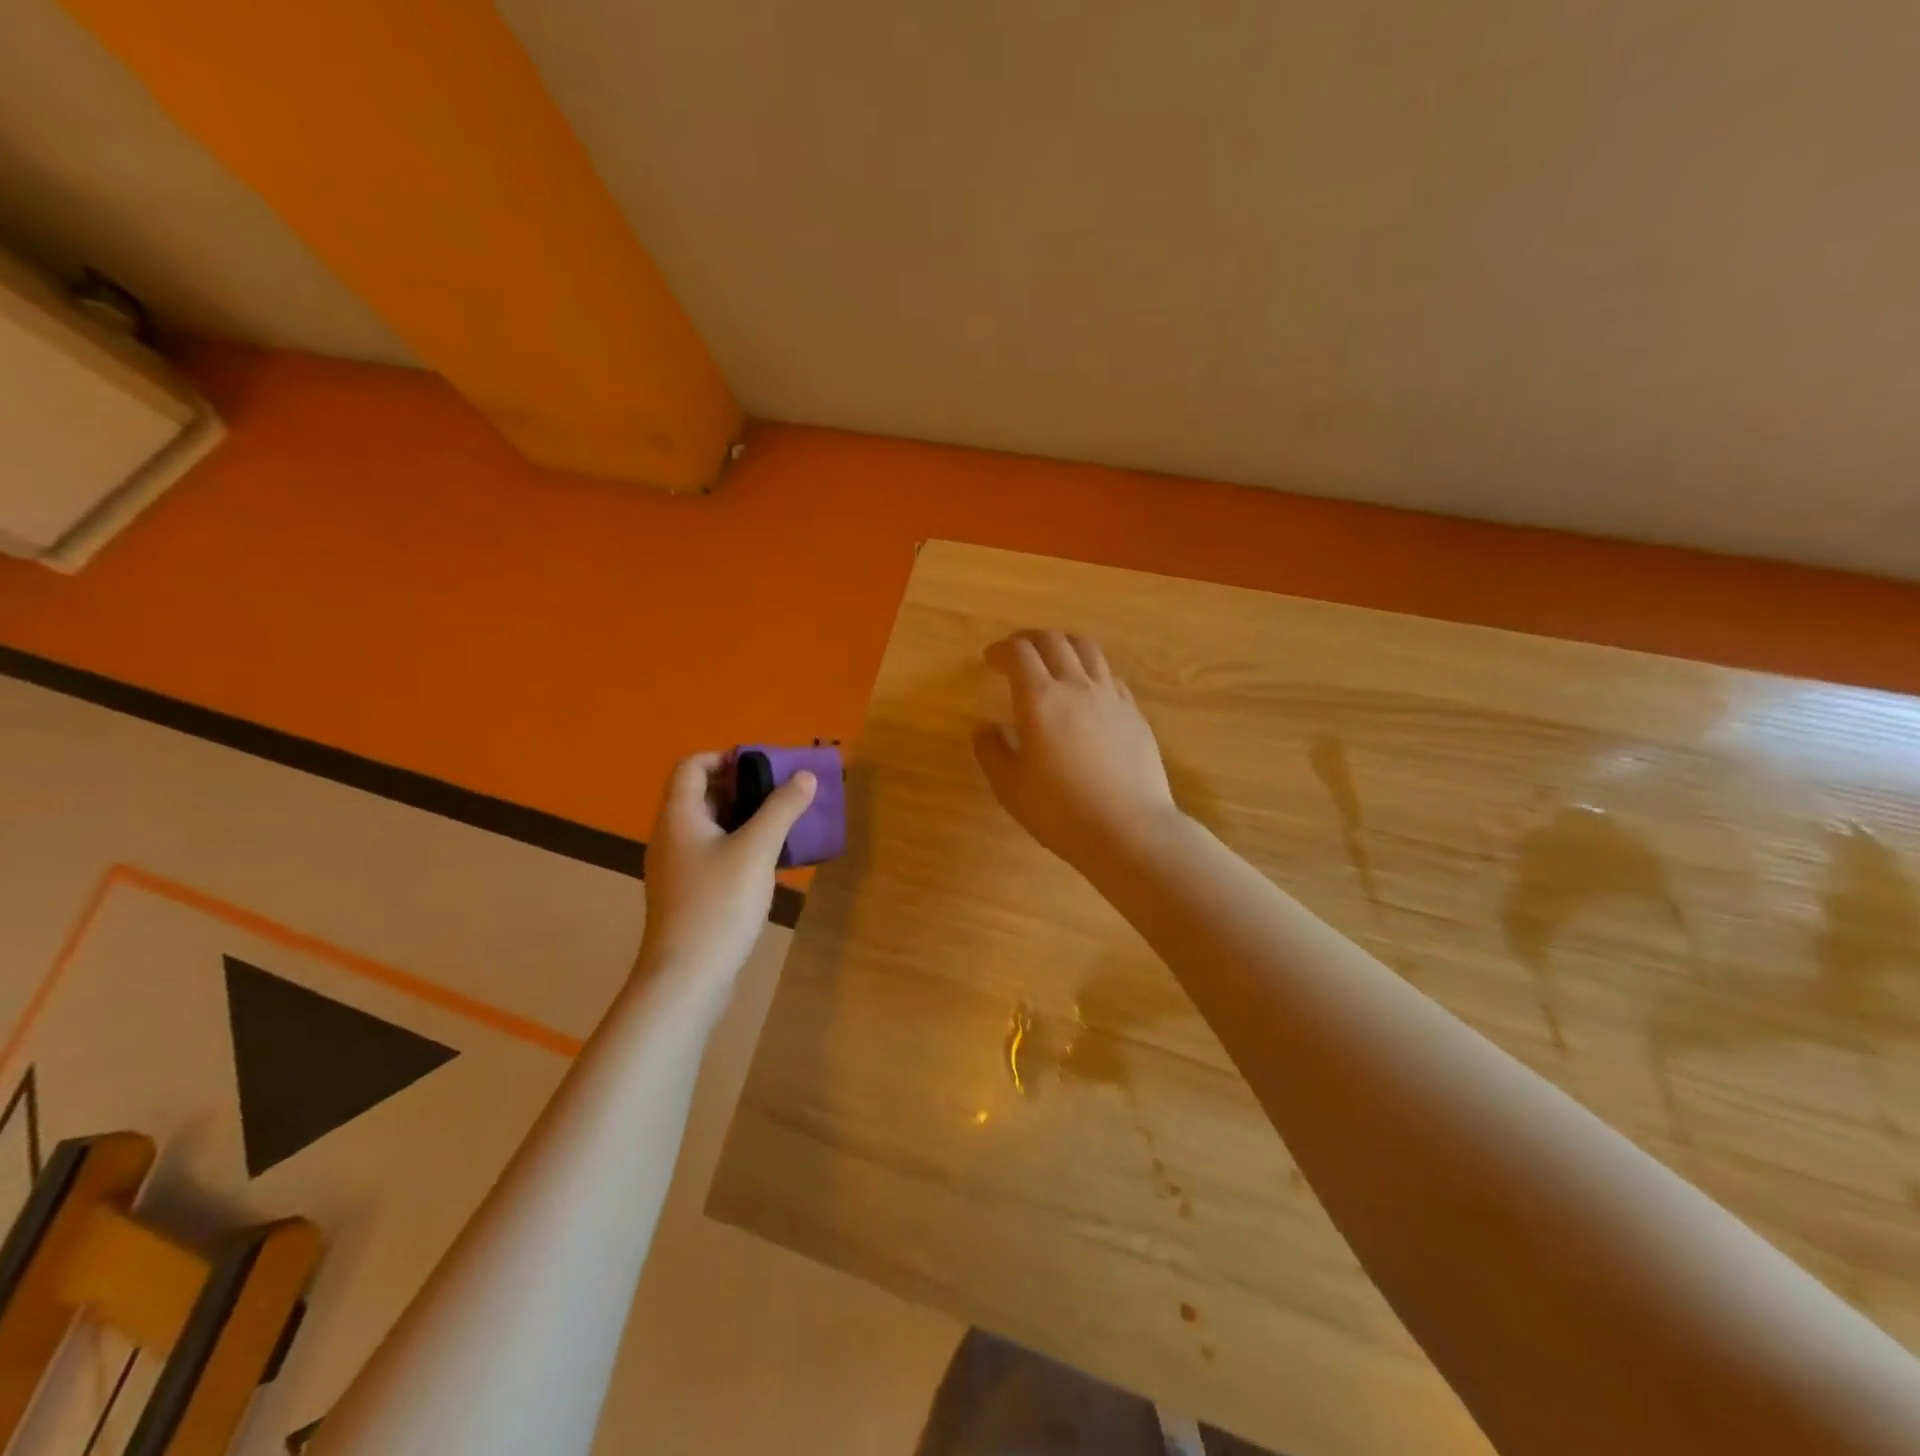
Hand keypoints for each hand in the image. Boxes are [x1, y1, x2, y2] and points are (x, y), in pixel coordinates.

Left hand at [637, 752, 815, 993]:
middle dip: (743, 787)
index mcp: (679, 816)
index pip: (692, 766)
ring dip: (745, 817)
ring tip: (783, 822)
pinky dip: (740, 845)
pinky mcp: (689, 894)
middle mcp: (671, 836)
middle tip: (782, 792)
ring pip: (710, 827)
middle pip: (702, 794)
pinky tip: (769, 861)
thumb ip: (782, 809)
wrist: (687, 977)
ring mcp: (677, 868)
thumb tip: (805, 776)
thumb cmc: (718, 904)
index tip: (764, 767)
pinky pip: (714, 853)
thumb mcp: (757, 850)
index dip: (725, 757)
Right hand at [973, 630, 1181, 871]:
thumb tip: (985, 728)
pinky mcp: (1134, 712)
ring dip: (1063, 645)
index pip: (1019, 653)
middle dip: (1028, 640)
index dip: (1000, 650)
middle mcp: (1077, 686)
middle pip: (1053, 640)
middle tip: (1015, 655)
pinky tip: (1085, 691)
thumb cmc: (1062, 811)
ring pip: (1087, 648)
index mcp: (1041, 699)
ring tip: (1052, 660)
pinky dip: (1090, 669)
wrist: (1130, 830)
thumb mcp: (1010, 787)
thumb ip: (992, 751)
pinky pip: (1109, 674)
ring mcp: (1111, 696)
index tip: (989, 662)